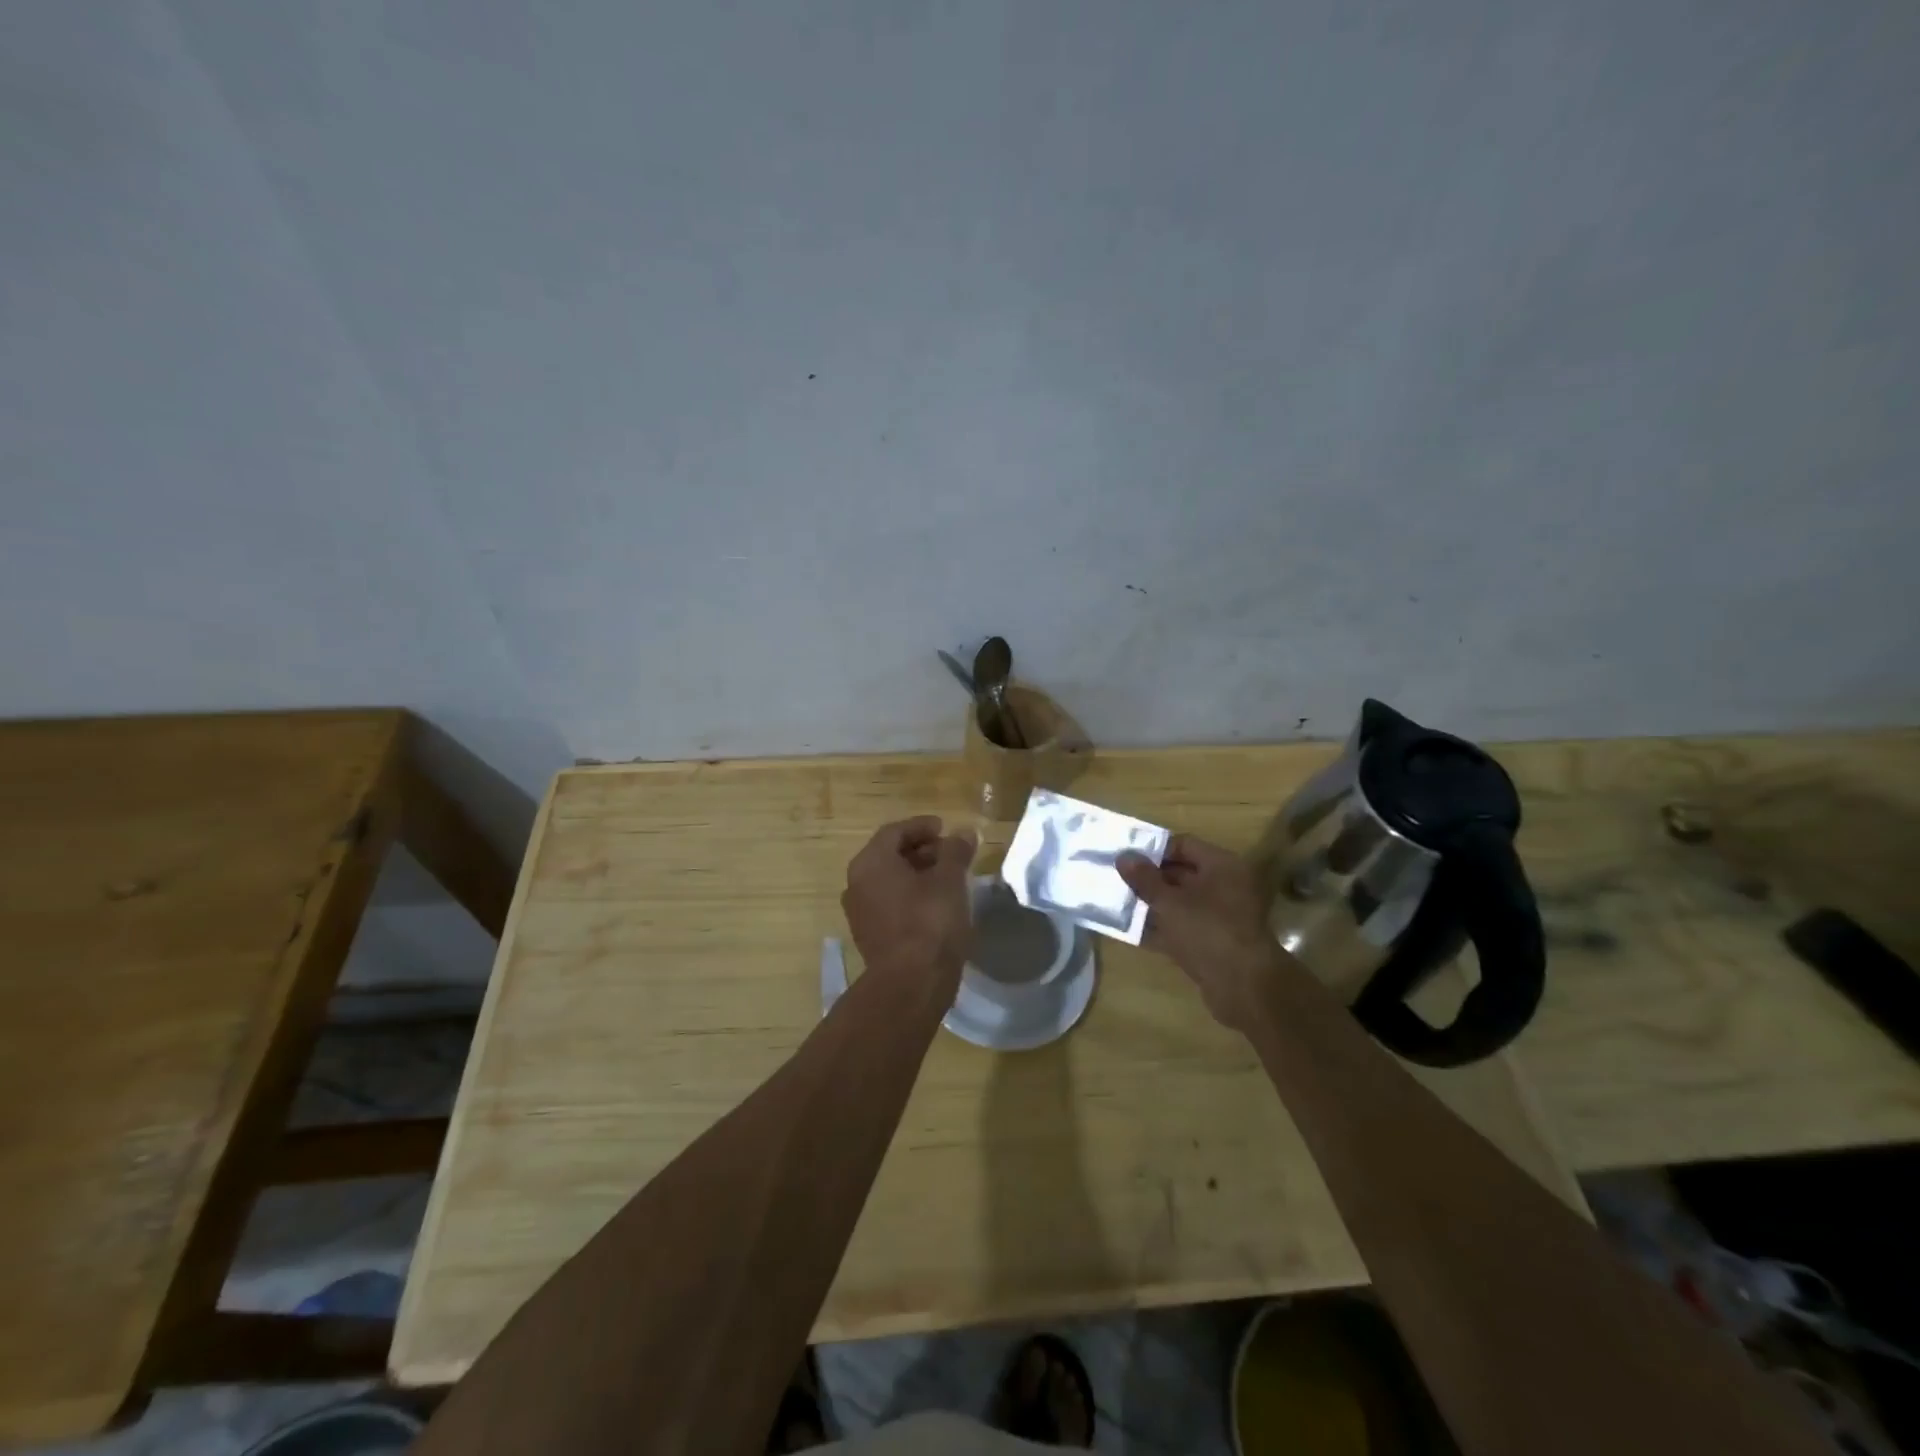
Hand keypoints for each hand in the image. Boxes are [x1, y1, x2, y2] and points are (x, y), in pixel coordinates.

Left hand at [843, 816, 977, 994]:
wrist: (911, 984)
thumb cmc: (930, 921)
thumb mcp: (950, 880)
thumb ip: (956, 851)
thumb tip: (964, 832)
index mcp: (870, 862)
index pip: (894, 831)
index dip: (922, 826)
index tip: (945, 829)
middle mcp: (857, 883)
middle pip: (889, 855)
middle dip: (921, 851)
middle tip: (951, 854)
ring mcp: (860, 913)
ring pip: (889, 882)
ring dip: (917, 875)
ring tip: (948, 879)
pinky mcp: (870, 937)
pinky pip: (890, 905)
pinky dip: (910, 897)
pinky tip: (936, 906)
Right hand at [1117, 835, 1282, 1032]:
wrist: (1243, 986)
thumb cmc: (1207, 930)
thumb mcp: (1169, 901)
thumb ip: (1144, 879)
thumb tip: (1123, 856)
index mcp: (1223, 866)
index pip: (1184, 845)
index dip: (1154, 850)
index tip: (1127, 858)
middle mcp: (1226, 886)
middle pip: (1182, 874)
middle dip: (1150, 878)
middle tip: (1118, 880)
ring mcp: (1221, 916)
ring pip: (1180, 903)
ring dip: (1152, 904)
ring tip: (1118, 903)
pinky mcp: (1213, 942)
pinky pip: (1182, 927)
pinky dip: (1161, 928)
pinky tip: (1131, 931)